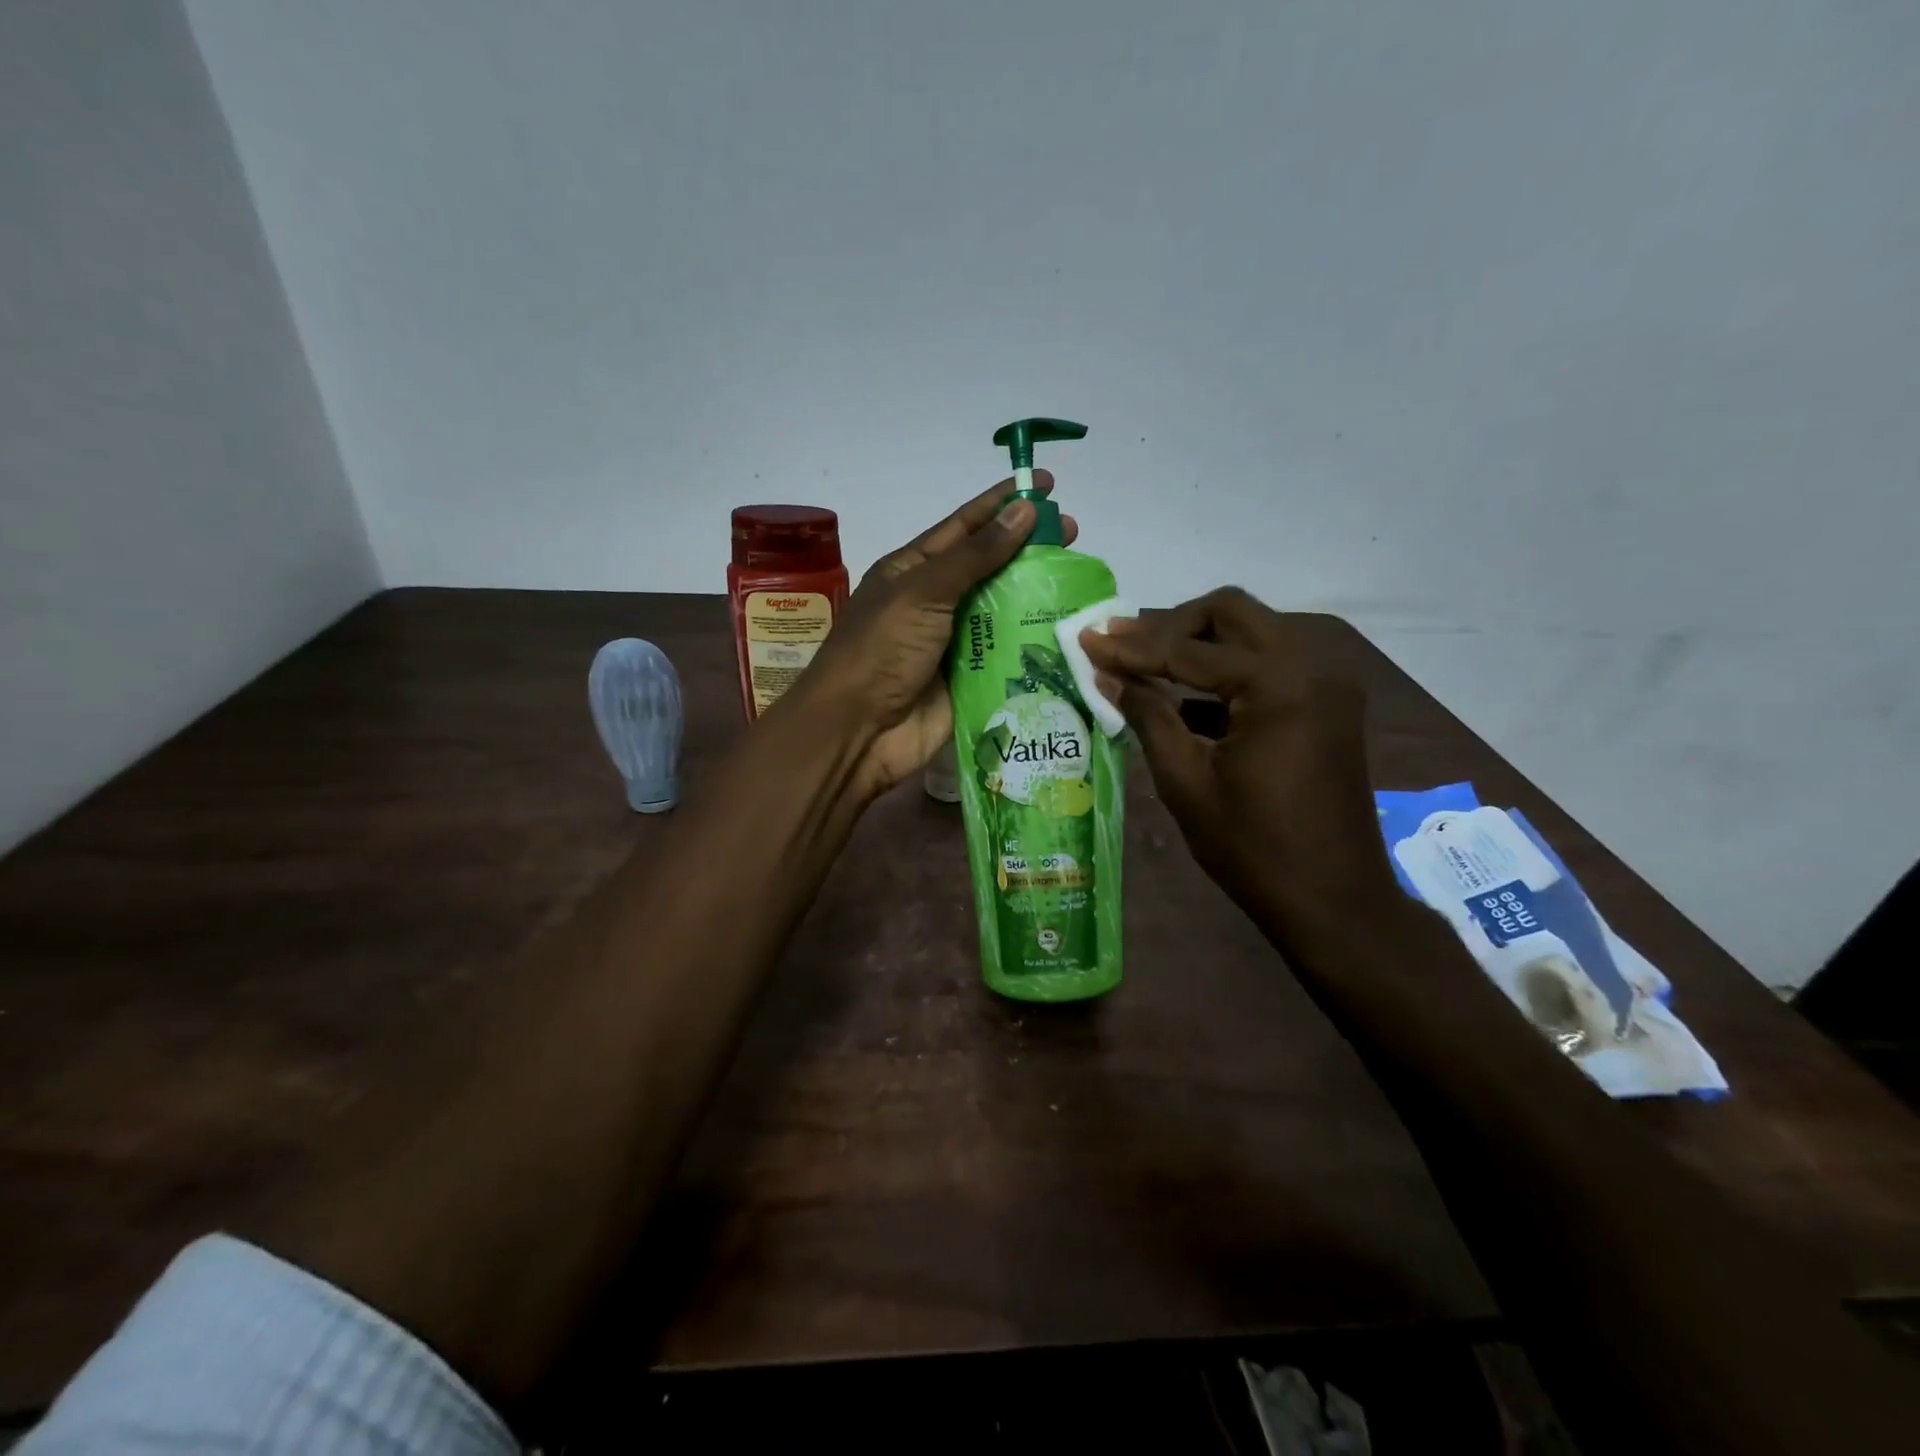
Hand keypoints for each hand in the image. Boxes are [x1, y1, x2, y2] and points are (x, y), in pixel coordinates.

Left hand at [792, 471, 1077, 796]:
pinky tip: (1070, 630)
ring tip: (1080, 578)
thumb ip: (975, 555)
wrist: (859, 732)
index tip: (1044, 484)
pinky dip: (1036, 642)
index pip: (964, 526)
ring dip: (1038, 595)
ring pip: (1004, 610)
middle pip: (990, 567)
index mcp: (912, 570)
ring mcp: (955, 642)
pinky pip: (1009, 654)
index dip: (1002, 503)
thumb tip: (1023, 510)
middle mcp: (935, 601)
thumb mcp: (923, 592)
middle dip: (1029, 548)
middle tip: (1074, 533)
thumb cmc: (881, 650)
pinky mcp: (972, 679)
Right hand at [1080, 588, 1395, 929]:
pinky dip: (1226, 673)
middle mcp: (1311, 667)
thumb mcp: (1186, 781)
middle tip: (1123, 643)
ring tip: (1145, 665)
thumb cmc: (1252, 847)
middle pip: (1232, 613)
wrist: (1333, 901)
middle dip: (1172, 625)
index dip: (1132, 647)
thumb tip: (1107, 673)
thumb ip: (1147, 715)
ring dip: (1199, 644)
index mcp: (1278, 685)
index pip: (1189, 651)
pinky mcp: (1328, 706)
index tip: (1088, 638)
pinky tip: (1185, 700)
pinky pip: (1270, 667)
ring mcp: (1326, 685)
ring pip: (1253, 634)